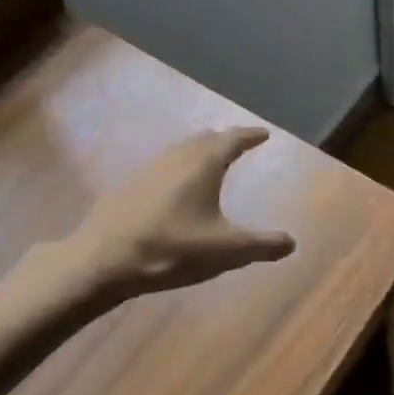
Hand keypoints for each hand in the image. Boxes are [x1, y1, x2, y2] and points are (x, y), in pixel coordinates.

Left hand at [69, 127, 295, 296]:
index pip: (232, 140)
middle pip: (205, 139)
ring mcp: (148, 169)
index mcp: (203, 164)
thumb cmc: (170, 250)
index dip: (250, 136)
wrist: (101, 260)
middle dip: (225, 139)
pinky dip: (179, 165)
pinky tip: (174, 185)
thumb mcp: (225, 251)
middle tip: (239, 142)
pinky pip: (163, 165)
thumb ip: (261, 245)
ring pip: (181, 149)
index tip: (264, 134)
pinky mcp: (128, 186)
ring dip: (199, 149)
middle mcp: (176, 158)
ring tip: (210, 158)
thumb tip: (291, 242)